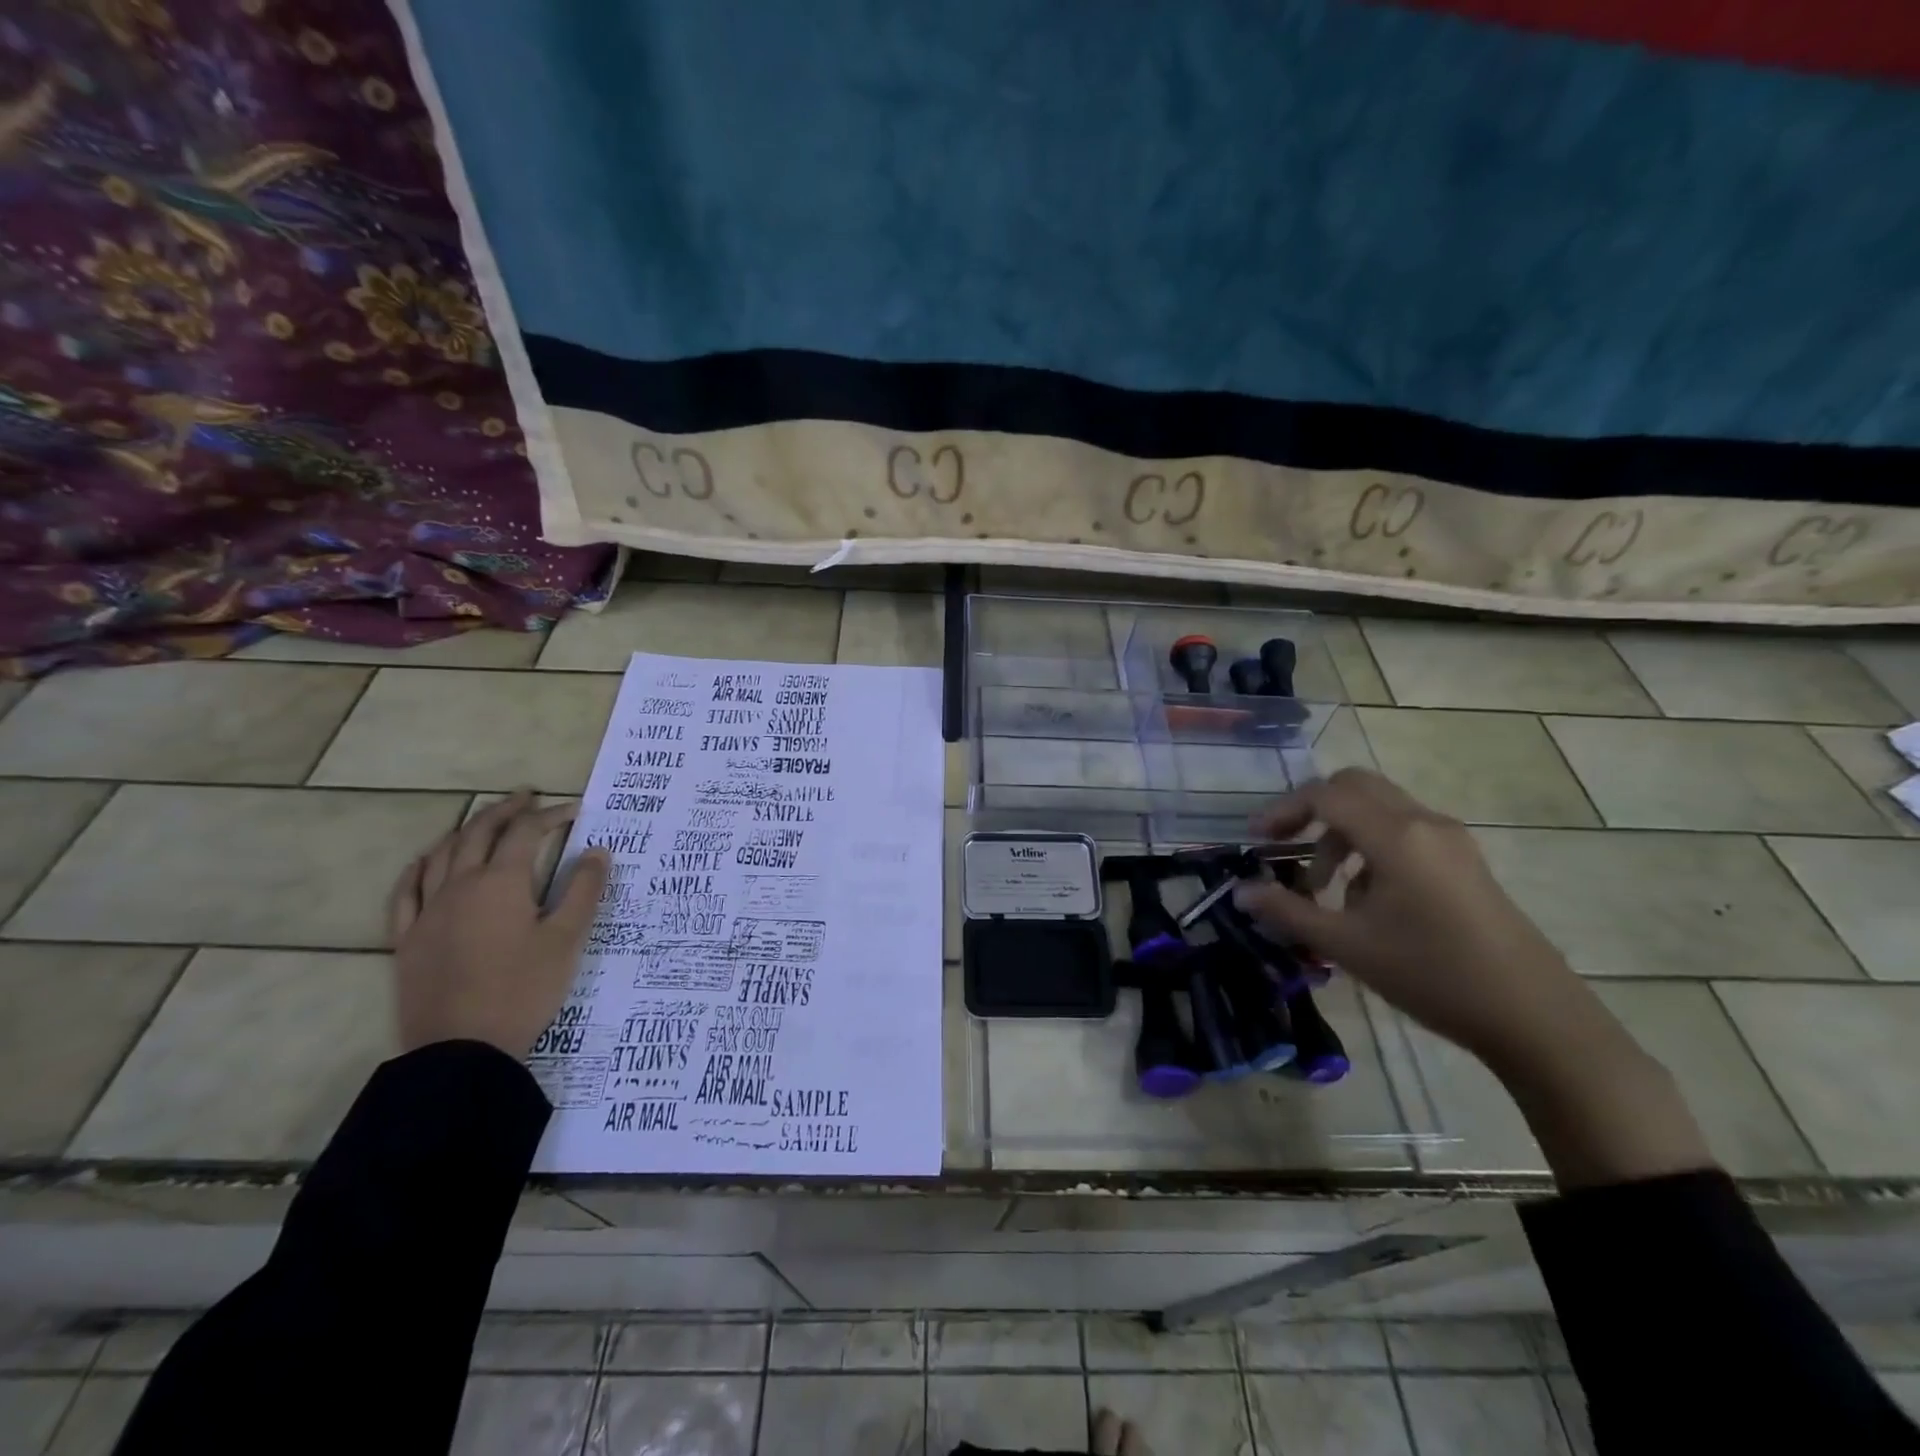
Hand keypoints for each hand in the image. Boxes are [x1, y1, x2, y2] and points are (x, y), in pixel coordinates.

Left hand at [388, 791, 609, 1059]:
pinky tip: (425, 862)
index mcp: (501, 883)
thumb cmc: (523, 990)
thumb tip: (597, 851)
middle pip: (478, 834)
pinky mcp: (407, 940)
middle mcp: (459, 886)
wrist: (462, 1050)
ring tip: (483, 822)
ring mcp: (428, 912)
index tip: (574, 810)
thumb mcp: (567, 939)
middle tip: (526, 797)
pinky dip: (418, 868)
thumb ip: (583, 890)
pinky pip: (406, 892)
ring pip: (440, 855)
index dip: (551, 816)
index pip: (526, 834)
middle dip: (505, 811)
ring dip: (464, 831)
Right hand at [1234, 769, 1712, 1186]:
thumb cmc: (1431, 975)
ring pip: (1379, 808)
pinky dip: (1370, 847)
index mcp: (1395, 836)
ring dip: (1341, 833)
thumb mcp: (1347, 946)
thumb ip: (1287, 912)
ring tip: (1325, 888)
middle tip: (1285, 846)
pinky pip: (1404, 831)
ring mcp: (1450, 840)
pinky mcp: (1464, 861)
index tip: (1257, 840)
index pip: (1325, 795)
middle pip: (1355, 786)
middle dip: (1312, 810)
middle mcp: (1424, 822)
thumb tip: (1241, 892)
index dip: (1283, 810)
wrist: (1534, 1017)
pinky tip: (1367, 900)